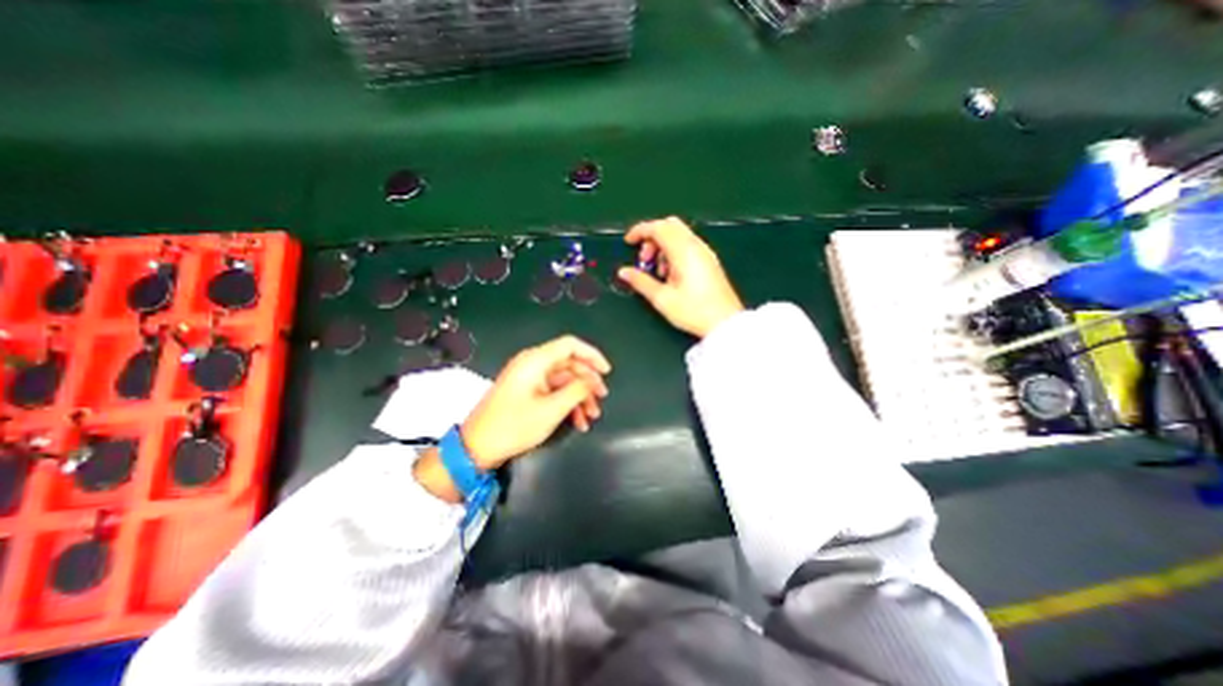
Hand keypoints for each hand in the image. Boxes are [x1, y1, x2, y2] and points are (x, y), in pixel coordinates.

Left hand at [462, 335, 610, 471]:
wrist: (476, 448)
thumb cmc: (514, 426)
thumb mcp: (551, 409)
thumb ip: (577, 390)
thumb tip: (592, 381)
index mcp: (536, 361)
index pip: (570, 345)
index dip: (592, 355)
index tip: (607, 372)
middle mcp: (533, 364)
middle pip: (569, 364)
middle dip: (588, 383)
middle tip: (601, 400)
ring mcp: (529, 379)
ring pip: (563, 380)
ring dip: (579, 397)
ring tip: (591, 416)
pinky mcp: (527, 392)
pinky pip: (553, 391)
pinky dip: (567, 403)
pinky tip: (577, 422)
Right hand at [617, 217, 739, 336]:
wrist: (725, 323)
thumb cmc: (693, 311)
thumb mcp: (662, 299)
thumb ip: (640, 282)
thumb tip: (623, 272)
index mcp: (684, 251)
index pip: (659, 227)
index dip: (640, 230)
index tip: (628, 242)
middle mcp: (696, 246)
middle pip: (669, 225)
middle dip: (651, 237)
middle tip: (644, 260)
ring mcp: (705, 252)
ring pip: (679, 234)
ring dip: (663, 246)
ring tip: (658, 273)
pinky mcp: (709, 260)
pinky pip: (688, 245)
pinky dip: (674, 251)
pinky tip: (671, 275)